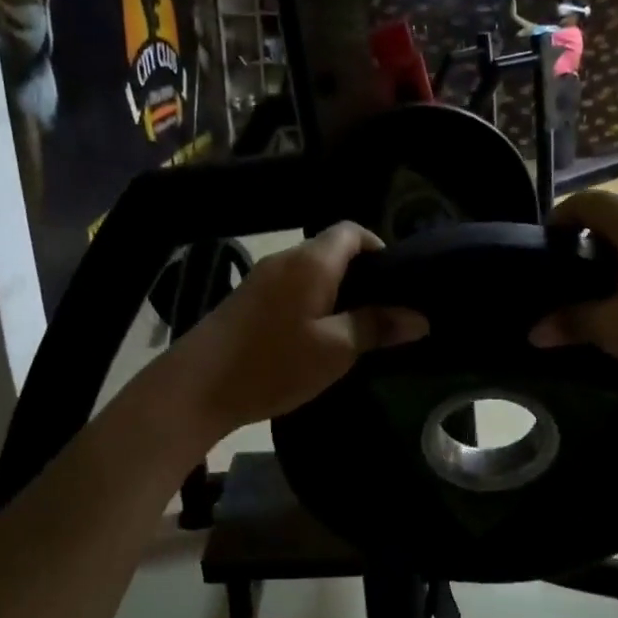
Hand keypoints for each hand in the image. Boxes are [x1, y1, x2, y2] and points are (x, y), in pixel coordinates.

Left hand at [167, 223, 426, 436]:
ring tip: (356, 326)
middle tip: (384, 310)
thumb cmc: (274, 363)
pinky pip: (291, 287)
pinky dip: (312, 301)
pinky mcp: (247, 299)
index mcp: (311, 261)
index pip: (351, 231)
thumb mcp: (335, 350)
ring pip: (311, 271)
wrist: (197, 387)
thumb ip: (377, 327)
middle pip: (332, 250)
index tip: (396, 281)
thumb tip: (419, 318)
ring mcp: (262, 278)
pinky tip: (318, 336)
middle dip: (361, 274)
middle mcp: (286, 259)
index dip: (378, 247)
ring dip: (336, 291)